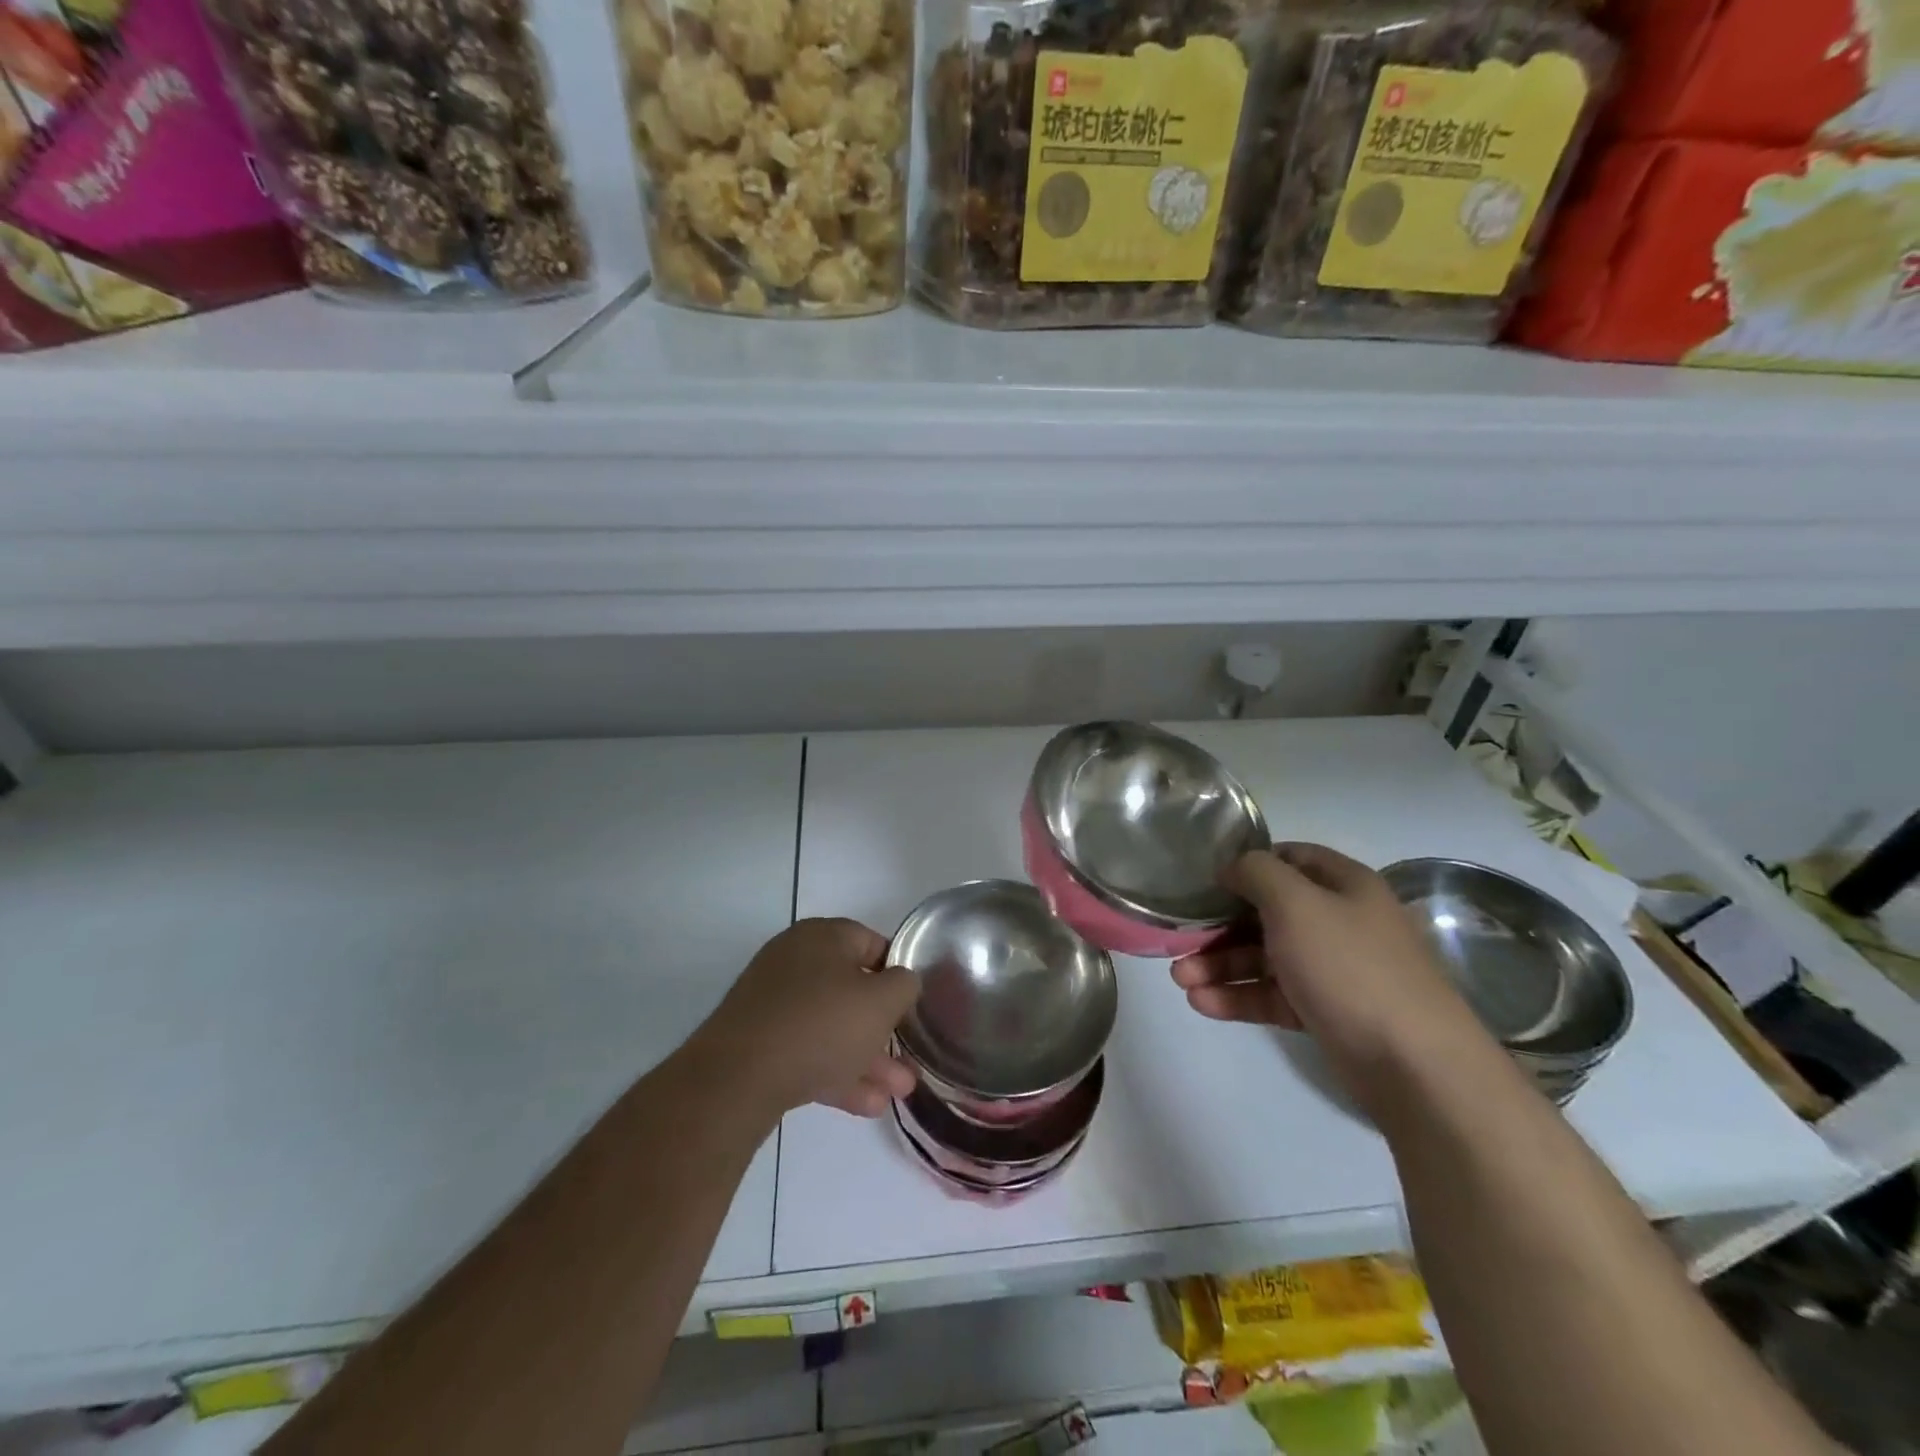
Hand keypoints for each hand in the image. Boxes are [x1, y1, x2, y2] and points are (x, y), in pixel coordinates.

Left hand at [700, 918, 921, 1119]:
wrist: (737, 1078)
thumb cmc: (821, 1024)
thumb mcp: (882, 1001)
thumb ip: (904, 984)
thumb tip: (902, 981)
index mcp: (823, 936)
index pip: (872, 943)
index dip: (897, 972)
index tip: (913, 1004)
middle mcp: (795, 960)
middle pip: (851, 990)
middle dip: (884, 1028)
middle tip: (909, 1059)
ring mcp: (773, 1002)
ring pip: (831, 1026)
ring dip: (867, 1058)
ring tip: (898, 1093)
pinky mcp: (758, 1041)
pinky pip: (807, 1050)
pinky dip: (836, 1071)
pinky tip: (867, 1105)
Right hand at [1171, 843, 1483, 1112]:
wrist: (1414, 1064)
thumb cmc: (1350, 967)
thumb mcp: (1296, 903)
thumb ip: (1257, 873)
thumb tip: (1233, 867)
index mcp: (1343, 885)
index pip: (1289, 858)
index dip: (1247, 864)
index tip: (1206, 879)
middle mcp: (1339, 921)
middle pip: (1267, 912)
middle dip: (1219, 926)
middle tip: (1179, 939)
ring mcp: (1332, 969)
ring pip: (1264, 957)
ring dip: (1220, 965)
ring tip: (1180, 980)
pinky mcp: (1324, 1011)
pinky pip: (1272, 994)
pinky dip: (1238, 996)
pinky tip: (1202, 1003)